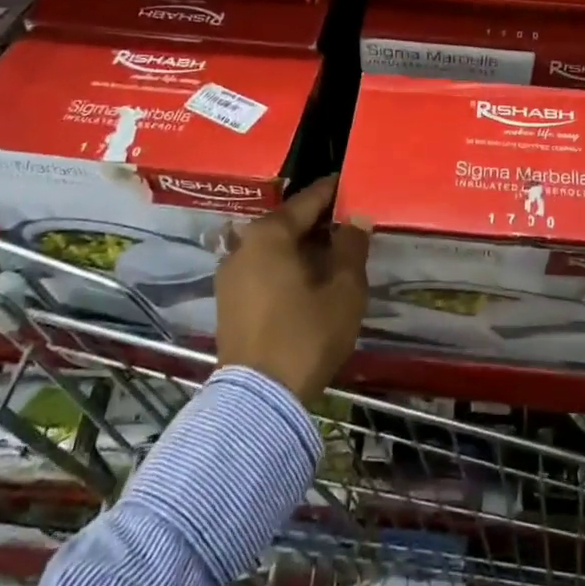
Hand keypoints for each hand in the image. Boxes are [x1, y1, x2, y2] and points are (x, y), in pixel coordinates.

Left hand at [216, 174, 369, 403]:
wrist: (259, 399)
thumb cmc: (306, 335)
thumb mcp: (344, 290)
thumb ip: (352, 246)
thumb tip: (356, 217)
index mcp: (269, 233)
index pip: (309, 200)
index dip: (334, 192)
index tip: (354, 186)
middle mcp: (243, 244)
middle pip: (288, 222)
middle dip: (320, 222)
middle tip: (350, 224)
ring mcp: (230, 273)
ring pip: (275, 247)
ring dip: (303, 246)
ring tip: (335, 253)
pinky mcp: (228, 300)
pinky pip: (264, 268)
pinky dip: (287, 266)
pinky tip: (310, 279)